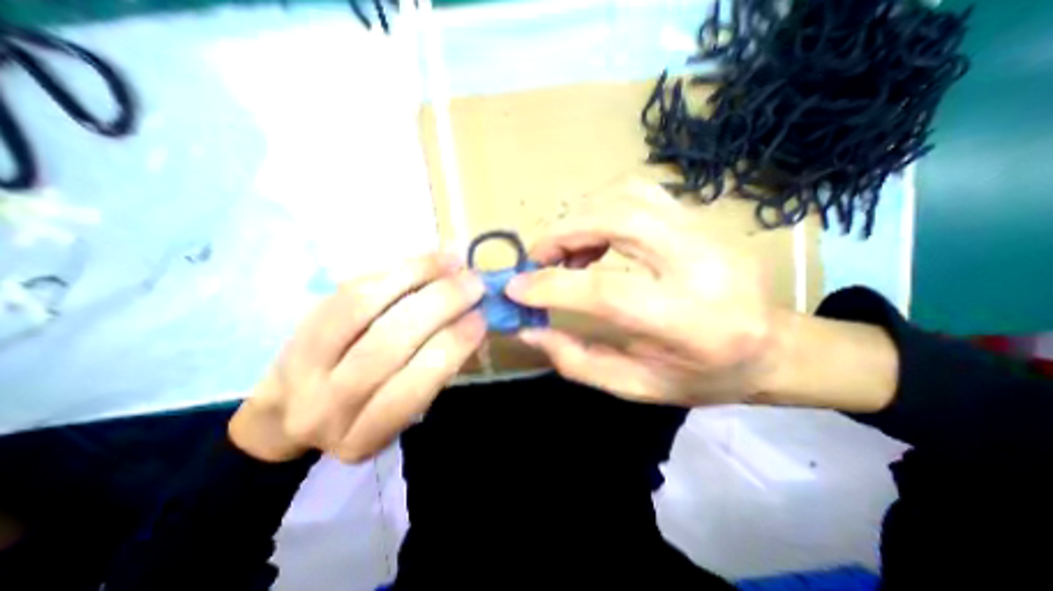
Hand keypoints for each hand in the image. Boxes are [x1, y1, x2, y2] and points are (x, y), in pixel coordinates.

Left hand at [230, 253, 484, 464]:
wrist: (292, 410)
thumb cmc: (368, 409)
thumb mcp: (404, 411)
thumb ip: (435, 370)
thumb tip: (472, 319)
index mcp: (363, 436)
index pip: (410, 391)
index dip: (449, 349)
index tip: (480, 319)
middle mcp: (325, 405)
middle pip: (385, 346)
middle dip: (438, 306)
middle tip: (473, 284)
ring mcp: (302, 363)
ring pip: (361, 309)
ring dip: (415, 279)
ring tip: (452, 264)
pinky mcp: (298, 325)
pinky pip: (349, 290)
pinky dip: (394, 271)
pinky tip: (426, 262)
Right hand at [507, 182, 785, 407]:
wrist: (773, 348)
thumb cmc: (704, 377)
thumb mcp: (637, 386)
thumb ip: (577, 360)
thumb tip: (528, 329)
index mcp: (688, 321)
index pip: (605, 290)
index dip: (551, 286)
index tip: (515, 287)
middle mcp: (700, 264)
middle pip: (616, 221)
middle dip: (562, 235)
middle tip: (538, 260)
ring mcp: (706, 231)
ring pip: (626, 195)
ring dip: (581, 217)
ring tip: (568, 251)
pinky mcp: (702, 217)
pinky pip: (640, 192)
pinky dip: (603, 206)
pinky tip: (596, 236)